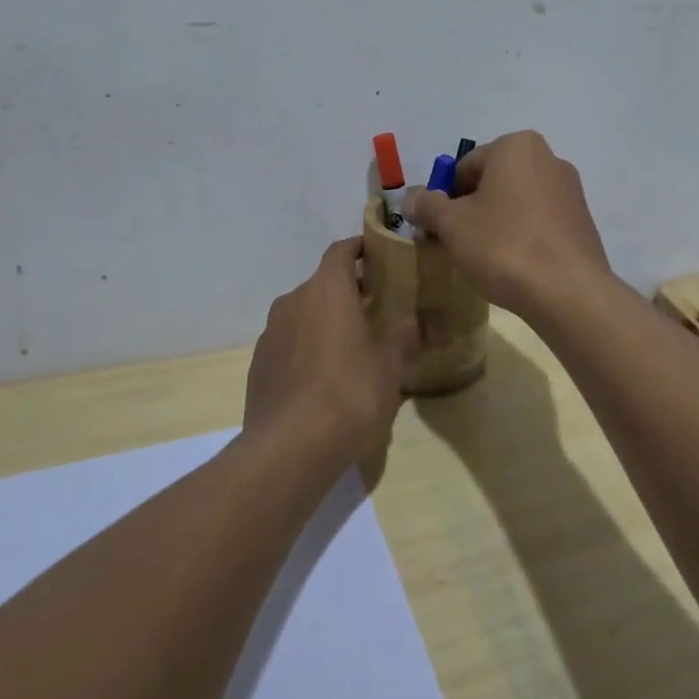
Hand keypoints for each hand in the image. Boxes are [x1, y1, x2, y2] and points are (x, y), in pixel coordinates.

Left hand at [244, 237, 408, 467]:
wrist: (288, 450)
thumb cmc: (349, 393)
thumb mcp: (391, 364)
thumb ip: (411, 335)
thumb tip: (439, 319)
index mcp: (327, 289)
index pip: (341, 250)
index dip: (361, 249)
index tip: (382, 257)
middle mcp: (293, 301)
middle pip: (324, 283)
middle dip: (349, 291)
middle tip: (378, 310)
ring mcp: (271, 333)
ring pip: (304, 314)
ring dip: (327, 321)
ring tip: (353, 347)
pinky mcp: (259, 365)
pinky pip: (289, 343)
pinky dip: (307, 347)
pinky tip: (325, 379)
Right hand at [402, 131, 614, 318]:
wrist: (568, 292)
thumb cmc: (504, 245)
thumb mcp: (453, 225)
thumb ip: (427, 205)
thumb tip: (410, 197)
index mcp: (517, 146)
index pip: (464, 166)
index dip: (444, 197)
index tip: (437, 228)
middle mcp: (548, 158)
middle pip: (493, 181)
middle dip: (472, 208)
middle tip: (458, 243)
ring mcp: (570, 190)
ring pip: (517, 201)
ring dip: (497, 222)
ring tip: (486, 257)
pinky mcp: (582, 220)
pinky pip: (540, 220)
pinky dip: (523, 235)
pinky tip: (515, 264)